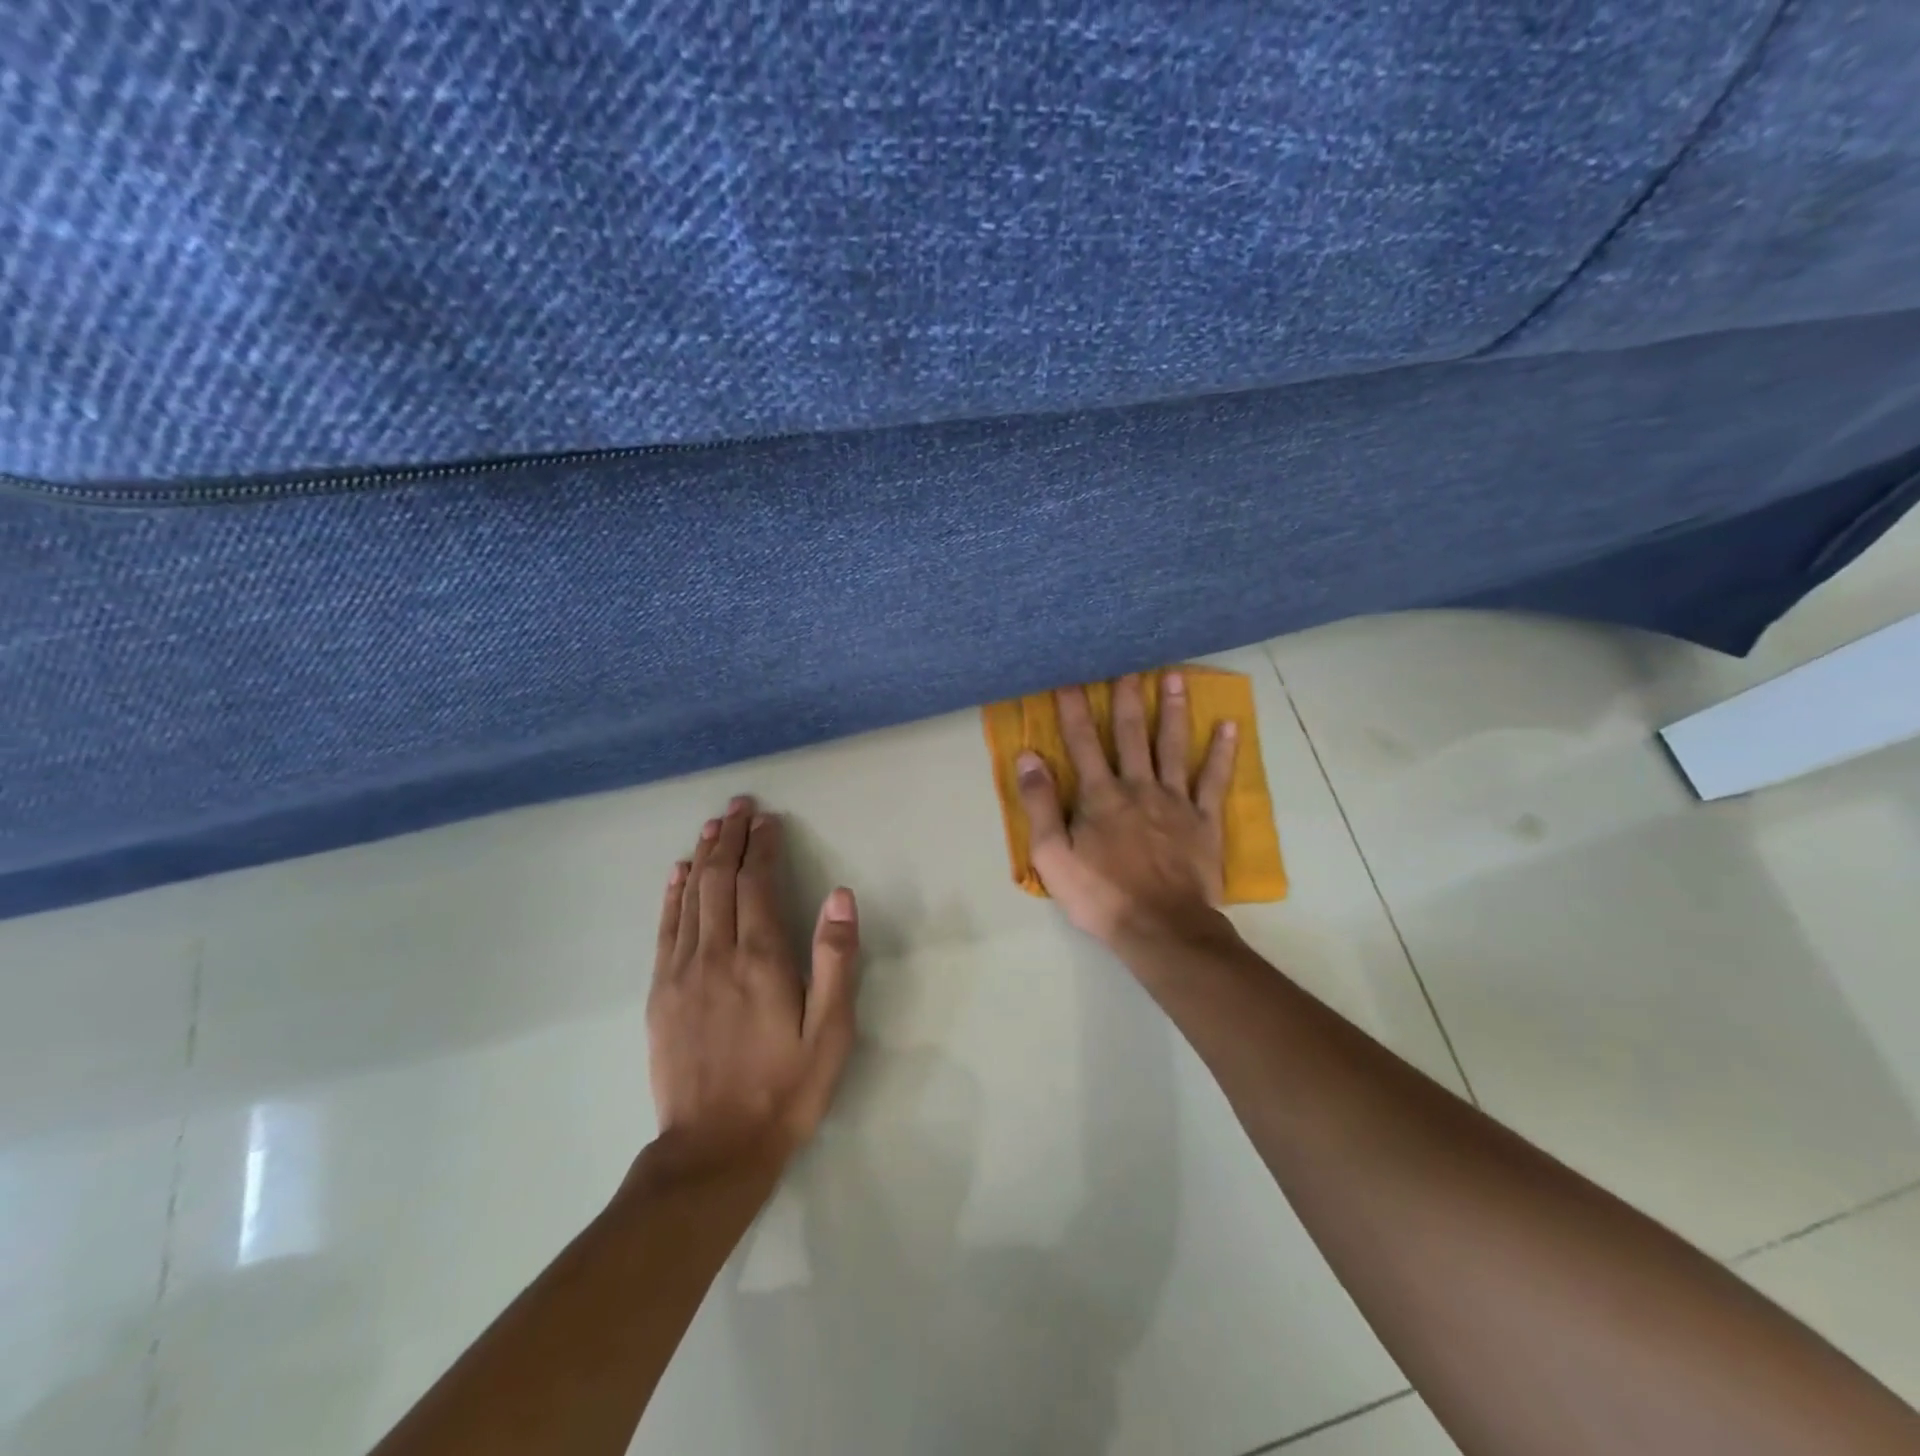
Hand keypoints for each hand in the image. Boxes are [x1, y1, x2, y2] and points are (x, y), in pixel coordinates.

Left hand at [646, 796, 859, 1174]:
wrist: (713, 1150)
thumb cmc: (785, 1089)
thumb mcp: (830, 1032)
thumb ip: (834, 960)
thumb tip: (840, 896)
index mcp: (761, 960)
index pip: (757, 885)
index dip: (762, 847)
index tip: (767, 819)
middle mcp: (717, 954)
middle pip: (720, 880)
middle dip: (731, 838)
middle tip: (739, 805)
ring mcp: (682, 972)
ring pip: (691, 897)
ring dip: (703, 856)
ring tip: (713, 825)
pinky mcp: (660, 993)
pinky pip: (666, 929)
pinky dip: (672, 895)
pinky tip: (678, 873)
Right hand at [1016, 672, 1236, 949]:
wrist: (1161, 927)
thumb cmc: (1100, 895)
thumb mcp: (1052, 856)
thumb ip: (1039, 804)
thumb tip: (1028, 757)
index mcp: (1100, 795)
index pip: (1082, 743)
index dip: (1073, 709)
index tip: (1069, 677)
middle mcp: (1138, 787)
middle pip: (1131, 734)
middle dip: (1127, 697)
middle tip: (1129, 663)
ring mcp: (1175, 801)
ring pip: (1173, 746)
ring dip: (1173, 709)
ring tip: (1175, 676)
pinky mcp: (1204, 820)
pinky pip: (1214, 779)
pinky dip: (1222, 752)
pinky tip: (1228, 725)